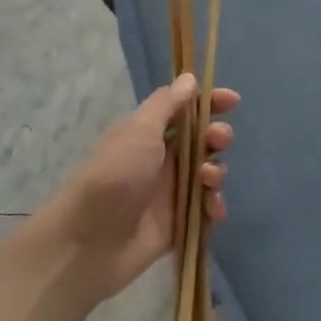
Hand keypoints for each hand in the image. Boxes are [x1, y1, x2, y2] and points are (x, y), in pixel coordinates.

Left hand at [38, 74, 238, 302]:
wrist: (89, 242)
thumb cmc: (115, 176)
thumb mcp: (140, 131)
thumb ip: (167, 104)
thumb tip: (189, 78)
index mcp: (149, 134)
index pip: (185, 111)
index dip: (209, 103)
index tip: (232, 101)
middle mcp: (161, 160)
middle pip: (202, 141)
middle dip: (217, 137)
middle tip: (218, 141)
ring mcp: (170, 193)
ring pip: (208, 174)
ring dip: (216, 172)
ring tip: (208, 180)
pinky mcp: (178, 223)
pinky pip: (206, 209)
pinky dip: (214, 206)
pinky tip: (213, 209)